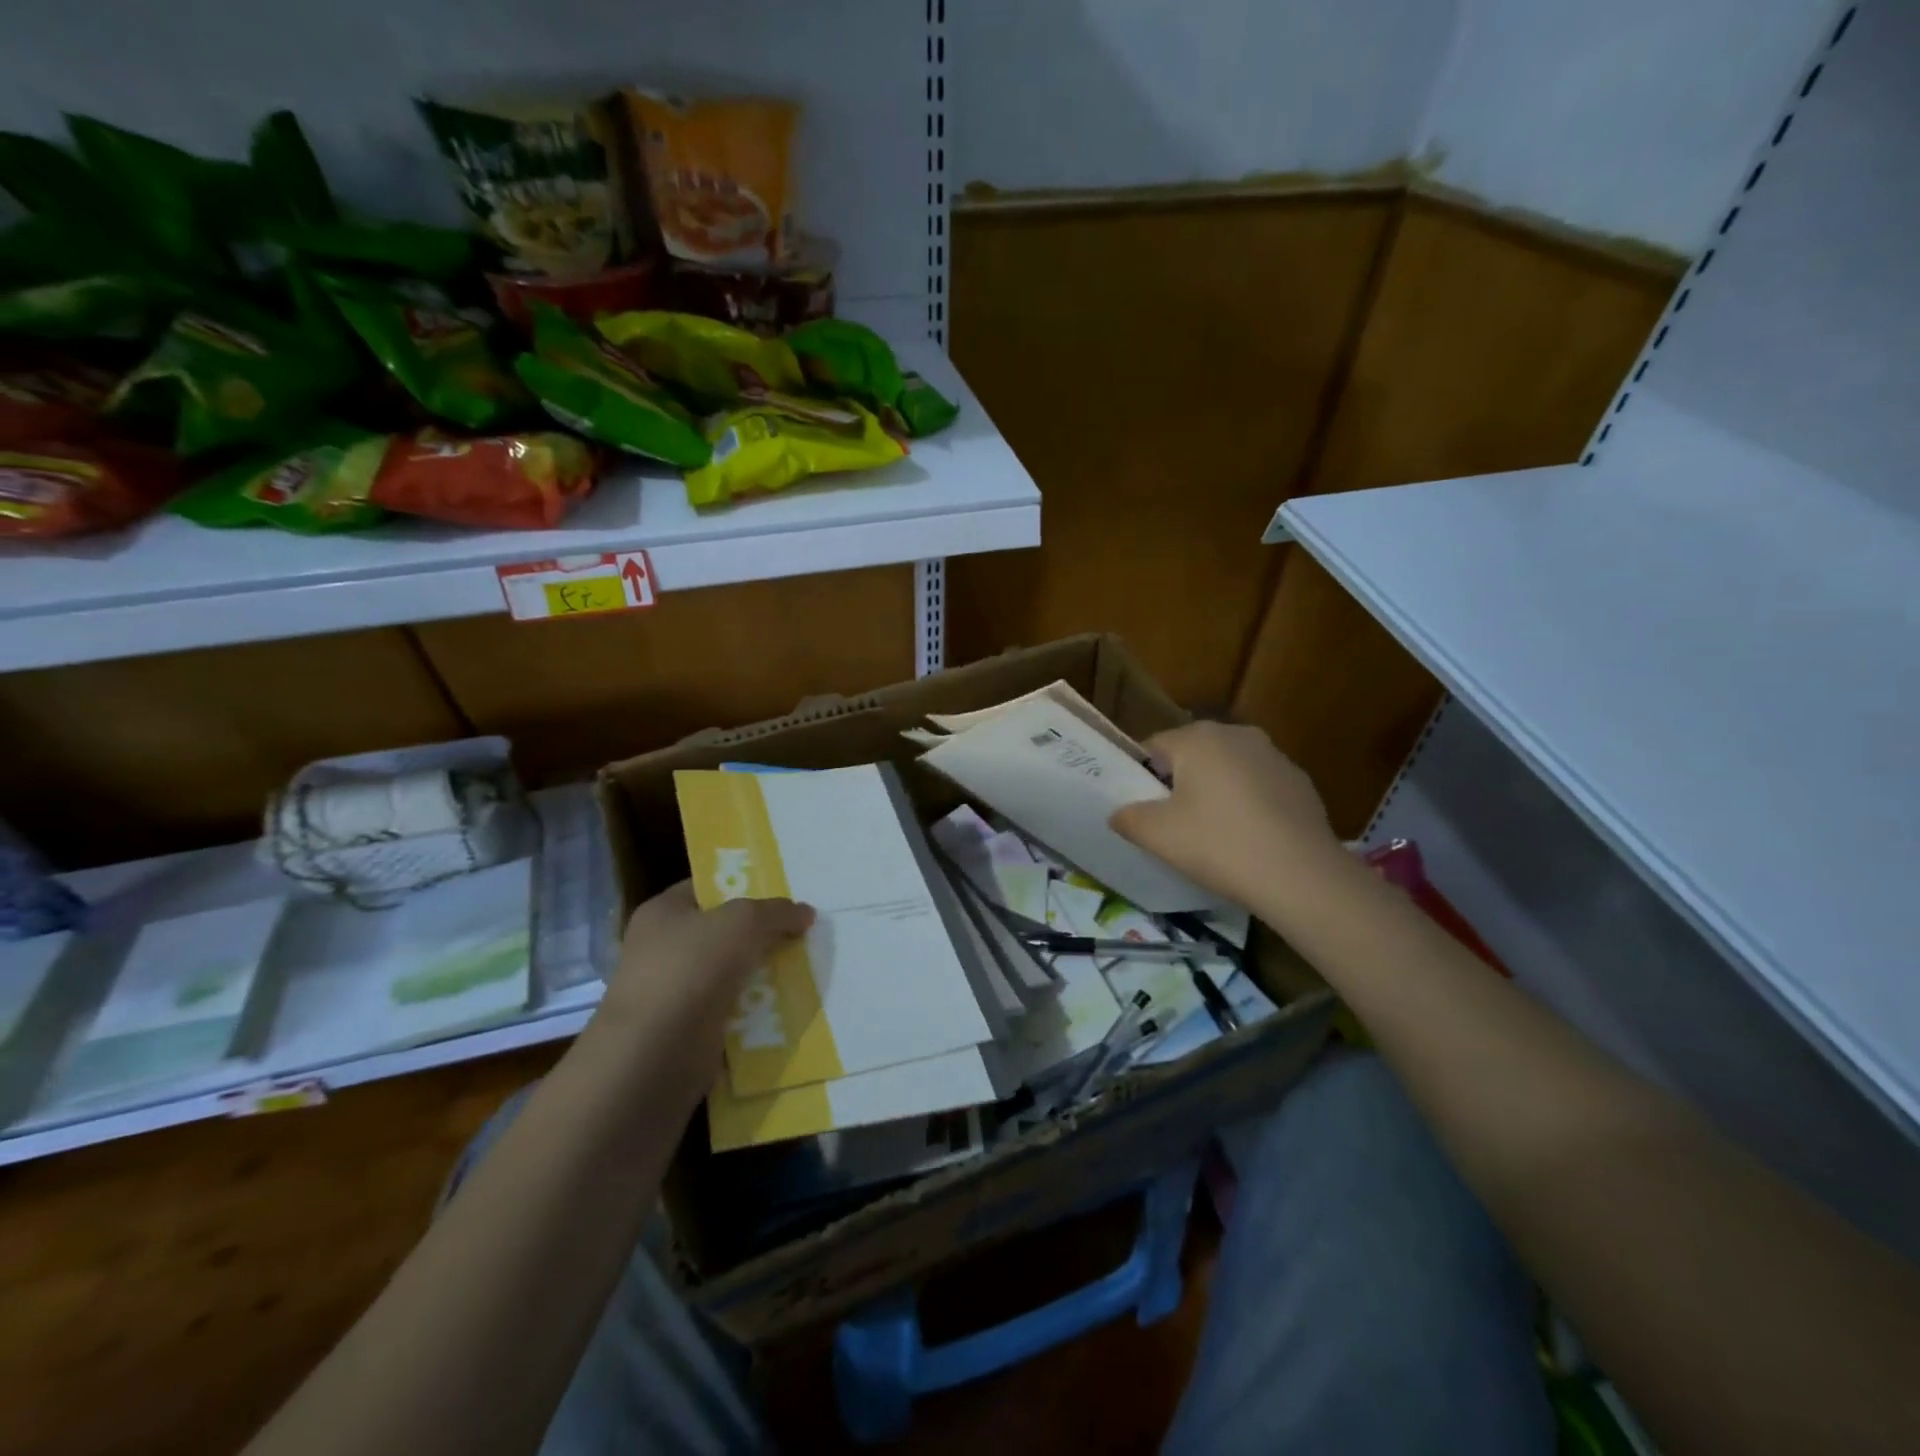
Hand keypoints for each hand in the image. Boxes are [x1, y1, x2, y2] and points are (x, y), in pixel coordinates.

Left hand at [593, 882, 813, 1083]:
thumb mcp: (743, 922)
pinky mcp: (687, 1029)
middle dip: (759, 933)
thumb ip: (777, 911)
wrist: (657, 1052)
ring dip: (760, 973)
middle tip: (800, 931)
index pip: (706, 888)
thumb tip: (805, 913)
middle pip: (721, 931)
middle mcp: (662, 948)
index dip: (742, 886)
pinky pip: (730, 1009)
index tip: (780, 893)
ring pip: (729, 972)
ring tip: (802, 966)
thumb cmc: (692, 968)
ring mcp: (673, 991)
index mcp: (663, 912)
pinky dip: (754, 1008)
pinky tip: (785, 1004)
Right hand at [1110, 721, 1345, 911]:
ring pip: (1228, 770)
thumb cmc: (1218, 845)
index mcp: (1199, 737)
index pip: (1153, 747)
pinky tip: (1249, 839)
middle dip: (1180, 783)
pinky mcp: (1300, 782)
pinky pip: (1259, 787)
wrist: (1300, 876)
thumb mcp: (1157, 835)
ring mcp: (1274, 756)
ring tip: (1213, 835)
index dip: (1142, 778)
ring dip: (1215, 792)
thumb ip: (1127, 818)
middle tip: (1174, 824)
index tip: (1144, 811)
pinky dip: (1248, 804)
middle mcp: (1238, 734)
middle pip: (1192, 755)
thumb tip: (1118, 814)